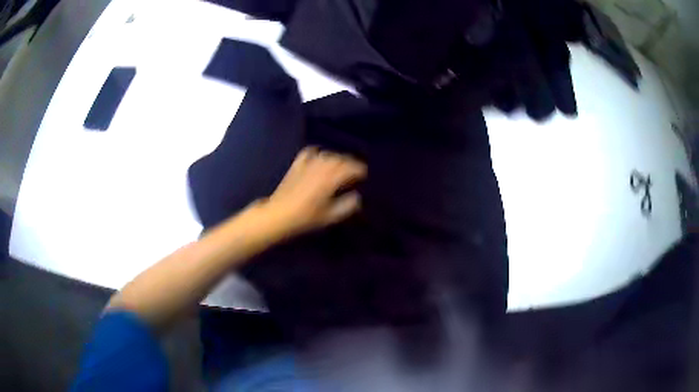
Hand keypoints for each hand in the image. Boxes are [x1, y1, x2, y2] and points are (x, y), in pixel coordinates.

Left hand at [261, 147, 366, 236]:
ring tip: (341, 166)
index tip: (365, 175)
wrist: (279, 214)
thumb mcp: (330, 216)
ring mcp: (308, 164)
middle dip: (350, 163)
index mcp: (331, 179)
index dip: (360, 170)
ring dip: (336, 158)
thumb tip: (357, 197)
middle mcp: (321, 167)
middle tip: (355, 171)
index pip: (351, 168)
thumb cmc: (306, 217)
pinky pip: (310, 152)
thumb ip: (347, 206)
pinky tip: (320, 157)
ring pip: (327, 155)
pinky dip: (318, 153)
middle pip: (340, 159)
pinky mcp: (297, 165)